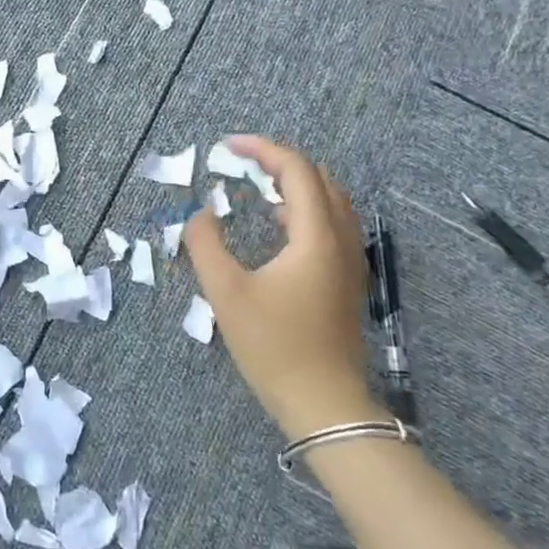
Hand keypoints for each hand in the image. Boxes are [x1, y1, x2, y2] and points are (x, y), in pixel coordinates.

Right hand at [182, 136, 380, 438]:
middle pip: (320, 180)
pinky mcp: (346, 282)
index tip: (227, 146)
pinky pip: (332, 225)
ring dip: (296, 184)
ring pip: (331, 202)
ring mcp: (349, 263)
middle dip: (280, 162)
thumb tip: (200, 214)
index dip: (263, 149)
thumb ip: (205, 244)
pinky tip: (278, 226)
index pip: (297, 171)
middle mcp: (341, 241)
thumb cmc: (274, 345)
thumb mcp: (226, 292)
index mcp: (315, 237)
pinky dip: (305, 209)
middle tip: (242, 162)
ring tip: (258, 185)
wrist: (324, 403)